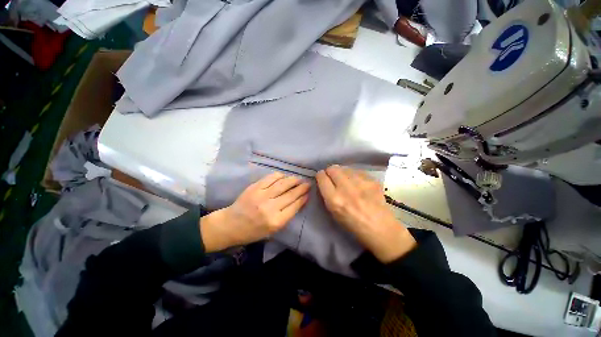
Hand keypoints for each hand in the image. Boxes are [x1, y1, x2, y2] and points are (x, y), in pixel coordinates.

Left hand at [201, 172, 309, 251]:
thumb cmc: (253, 231)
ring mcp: (261, 196)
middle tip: (308, 183)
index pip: (295, 206)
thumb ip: (286, 216)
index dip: (303, 198)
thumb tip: (299, 201)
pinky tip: (284, 176)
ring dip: (293, 180)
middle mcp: (270, 207)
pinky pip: (270, 178)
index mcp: (276, 221)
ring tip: (298, 179)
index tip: (308, 193)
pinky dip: (279, 176)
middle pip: (291, 194)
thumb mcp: (273, 230)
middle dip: (302, 188)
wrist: (231, 225)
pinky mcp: (254, 188)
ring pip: (282, 184)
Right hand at [316, 165, 415, 262]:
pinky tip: (359, 184)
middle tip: (334, 178)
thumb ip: (327, 195)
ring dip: (343, 173)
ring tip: (347, 181)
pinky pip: (357, 172)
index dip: (320, 176)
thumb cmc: (353, 225)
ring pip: (345, 168)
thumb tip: (325, 181)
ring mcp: (361, 183)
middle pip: (333, 168)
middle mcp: (346, 188)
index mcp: (334, 199)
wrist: (380, 228)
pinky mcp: (372, 180)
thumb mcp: (334, 213)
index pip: (322, 177)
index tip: (322, 178)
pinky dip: (355, 176)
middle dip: (331, 172)